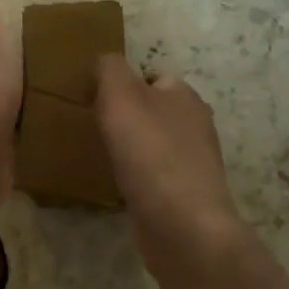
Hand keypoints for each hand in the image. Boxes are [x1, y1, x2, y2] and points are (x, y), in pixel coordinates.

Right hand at [95, 56, 243, 272]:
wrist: (182, 226)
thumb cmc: (150, 153)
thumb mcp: (120, 95)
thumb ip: (109, 68)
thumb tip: (104, 62)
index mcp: (184, 96)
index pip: (153, 76)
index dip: (123, 83)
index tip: (94, 98)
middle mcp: (195, 125)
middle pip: (154, 110)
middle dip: (126, 116)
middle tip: (93, 126)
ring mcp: (194, 163)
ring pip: (154, 144)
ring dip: (131, 148)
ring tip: (99, 156)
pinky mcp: (186, 196)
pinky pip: (154, 176)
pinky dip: (137, 178)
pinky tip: (117, 186)